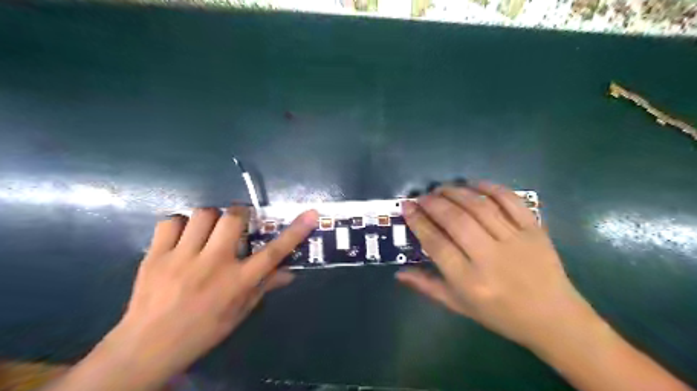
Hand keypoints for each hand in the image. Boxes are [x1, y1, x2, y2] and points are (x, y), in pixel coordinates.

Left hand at [102, 208, 318, 384]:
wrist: (147, 348)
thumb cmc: (202, 331)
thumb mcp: (239, 312)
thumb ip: (264, 287)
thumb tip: (290, 273)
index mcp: (237, 282)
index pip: (274, 252)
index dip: (295, 231)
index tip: (311, 214)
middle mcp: (213, 265)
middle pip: (233, 219)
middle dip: (240, 214)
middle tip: (238, 223)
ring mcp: (181, 257)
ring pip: (203, 214)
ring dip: (212, 218)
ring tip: (209, 231)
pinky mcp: (155, 255)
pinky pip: (171, 221)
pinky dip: (180, 224)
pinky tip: (182, 236)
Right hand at [398, 182, 593, 348]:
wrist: (553, 318)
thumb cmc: (501, 315)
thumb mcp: (459, 306)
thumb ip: (427, 287)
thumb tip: (398, 273)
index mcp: (470, 282)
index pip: (436, 244)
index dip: (418, 222)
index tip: (407, 207)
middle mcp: (490, 259)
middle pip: (456, 221)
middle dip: (434, 203)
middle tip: (422, 197)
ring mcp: (515, 241)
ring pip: (479, 207)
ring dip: (456, 192)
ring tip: (442, 189)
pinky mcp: (534, 230)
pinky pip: (510, 201)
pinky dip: (489, 188)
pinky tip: (473, 184)